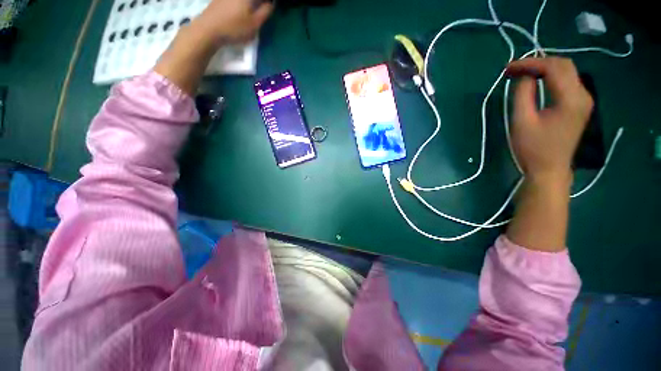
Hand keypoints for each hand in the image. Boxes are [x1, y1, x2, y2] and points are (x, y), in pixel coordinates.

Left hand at [154, 0, 271, 94]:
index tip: (270, 8)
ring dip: (251, 5)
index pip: (262, 0)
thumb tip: (271, 4)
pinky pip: (234, 1)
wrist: (208, 29)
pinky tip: (240, 12)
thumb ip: (265, 12)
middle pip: (252, 0)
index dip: (267, 4)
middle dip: (259, 4)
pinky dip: (240, 5)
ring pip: (243, 1)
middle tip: (263, 10)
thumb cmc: (234, 28)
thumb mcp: (255, 24)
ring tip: (253, 12)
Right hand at [506, 57, 592, 182]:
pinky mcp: (579, 106)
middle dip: (538, 62)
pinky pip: (567, 82)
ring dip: (544, 68)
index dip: (530, 63)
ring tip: (522, 73)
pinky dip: (551, 77)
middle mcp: (583, 95)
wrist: (549, 169)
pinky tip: (537, 81)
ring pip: (567, 71)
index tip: (507, 68)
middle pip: (564, 65)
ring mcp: (584, 100)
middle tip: (514, 69)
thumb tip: (523, 75)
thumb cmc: (532, 149)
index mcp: (571, 99)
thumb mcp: (522, 121)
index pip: (553, 68)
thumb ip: (522, 94)